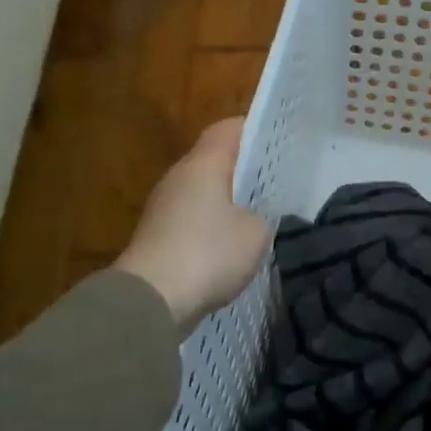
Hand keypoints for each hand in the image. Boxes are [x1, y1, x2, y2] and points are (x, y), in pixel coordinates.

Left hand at [114, 118, 271, 336]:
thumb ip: (262, 216)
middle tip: (276, 178)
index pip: (228, 130)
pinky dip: (213, 226)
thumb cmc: (209, 253)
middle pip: (214, 160)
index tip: (278, 139)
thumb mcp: (257, 233)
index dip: (254, 129)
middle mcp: (179, 178)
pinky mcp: (158, 237)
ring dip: (228, 200)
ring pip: (203, 191)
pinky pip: (194, 219)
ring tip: (260, 213)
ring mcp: (163, 208)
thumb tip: (252, 218)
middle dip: (243, 167)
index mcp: (203, 165)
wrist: (151, 301)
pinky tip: (233, 244)